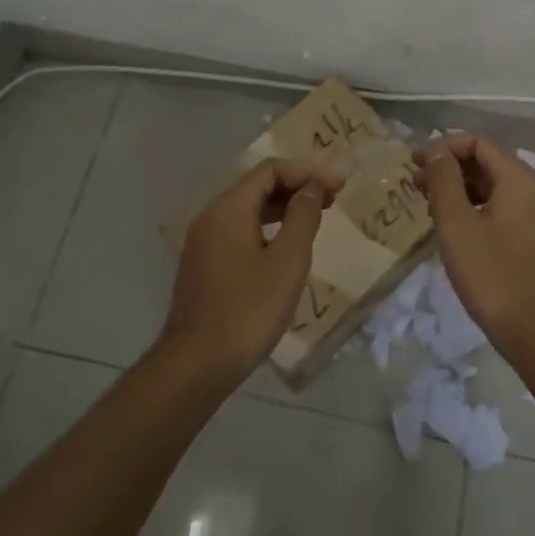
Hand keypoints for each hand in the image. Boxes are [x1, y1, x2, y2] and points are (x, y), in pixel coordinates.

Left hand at [161, 158, 344, 385]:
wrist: (196, 365)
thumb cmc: (248, 309)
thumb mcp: (287, 261)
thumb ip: (302, 217)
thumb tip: (311, 188)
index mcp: (228, 208)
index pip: (270, 170)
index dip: (307, 171)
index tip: (338, 184)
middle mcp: (211, 216)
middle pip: (257, 185)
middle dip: (296, 185)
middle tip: (333, 197)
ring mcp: (204, 242)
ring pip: (248, 209)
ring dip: (283, 206)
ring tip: (316, 216)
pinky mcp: (205, 265)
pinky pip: (240, 230)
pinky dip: (268, 226)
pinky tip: (286, 245)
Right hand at [415, 133, 534, 361]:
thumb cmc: (493, 274)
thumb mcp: (457, 225)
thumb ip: (444, 181)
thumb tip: (436, 153)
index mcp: (518, 178)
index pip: (478, 142)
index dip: (443, 146)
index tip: (414, 162)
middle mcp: (533, 189)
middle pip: (487, 161)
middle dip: (450, 167)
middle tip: (416, 184)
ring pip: (493, 186)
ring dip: (460, 188)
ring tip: (429, 205)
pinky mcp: (534, 238)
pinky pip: (501, 207)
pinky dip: (474, 207)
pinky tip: (454, 228)